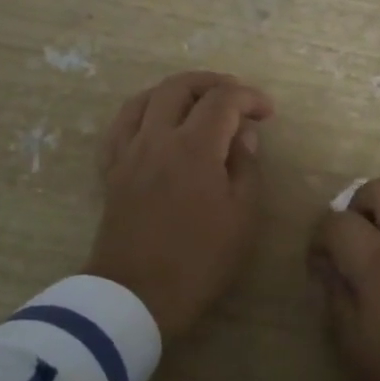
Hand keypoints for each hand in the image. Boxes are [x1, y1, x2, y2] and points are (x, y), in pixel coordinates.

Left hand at [85, 71, 273, 340]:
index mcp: (193, 147)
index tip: (267, 112)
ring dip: (176, 91)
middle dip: (213, 83)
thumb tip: (242, 134)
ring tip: (198, 103)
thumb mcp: (242, 216)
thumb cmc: (199, 260)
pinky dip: (143, 112)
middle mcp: (156, 138)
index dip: (249, 97)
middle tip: (236, 98)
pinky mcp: (111, 170)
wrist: (135, 297)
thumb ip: (246, 166)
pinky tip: (156, 122)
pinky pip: (121, 125)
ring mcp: (128, 152)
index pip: (223, 100)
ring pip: (146, 98)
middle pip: (180, 86)